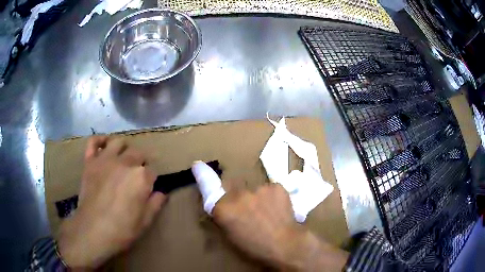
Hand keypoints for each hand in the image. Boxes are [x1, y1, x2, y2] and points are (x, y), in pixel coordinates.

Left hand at [58, 136, 166, 268]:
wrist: (93, 230)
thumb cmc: (122, 229)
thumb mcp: (145, 222)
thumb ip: (155, 204)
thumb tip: (160, 193)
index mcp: (141, 177)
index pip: (152, 172)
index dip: (151, 181)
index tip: (148, 190)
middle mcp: (125, 162)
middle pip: (138, 153)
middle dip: (141, 163)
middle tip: (136, 177)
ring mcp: (105, 159)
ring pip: (119, 142)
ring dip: (124, 149)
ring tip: (123, 159)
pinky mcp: (90, 161)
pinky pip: (93, 142)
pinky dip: (99, 141)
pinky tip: (104, 146)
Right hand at [213, 184, 348, 270]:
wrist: (286, 245)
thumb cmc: (255, 247)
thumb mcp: (232, 235)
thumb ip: (224, 216)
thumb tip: (223, 205)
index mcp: (224, 209)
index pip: (209, 187)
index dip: (203, 175)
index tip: (198, 165)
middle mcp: (239, 195)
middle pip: (235, 188)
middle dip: (239, 197)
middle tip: (251, 211)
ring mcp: (259, 188)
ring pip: (255, 189)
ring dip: (258, 198)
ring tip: (268, 213)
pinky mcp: (276, 186)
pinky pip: (270, 189)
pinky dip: (272, 197)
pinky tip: (278, 209)